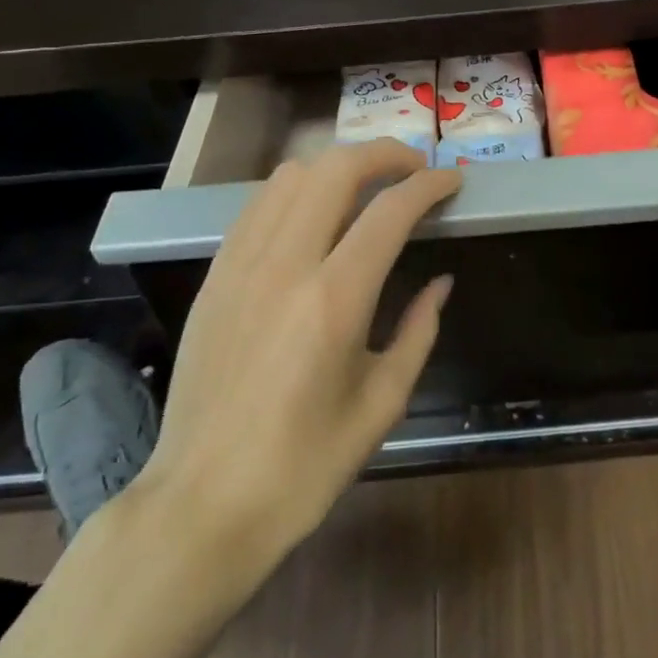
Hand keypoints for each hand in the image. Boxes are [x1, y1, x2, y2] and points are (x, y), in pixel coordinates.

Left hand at [128, 139, 459, 564]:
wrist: (203, 502)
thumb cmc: (304, 466)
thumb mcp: (381, 404)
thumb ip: (418, 332)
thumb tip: (440, 283)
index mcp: (334, 300)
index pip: (390, 210)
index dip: (429, 185)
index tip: (453, 180)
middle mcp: (284, 265)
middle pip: (335, 170)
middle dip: (384, 154)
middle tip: (414, 170)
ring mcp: (240, 266)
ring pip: (290, 177)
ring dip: (337, 168)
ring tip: (367, 187)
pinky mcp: (215, 277)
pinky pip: (258, 207)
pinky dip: (295, 193)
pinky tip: (314, 216)